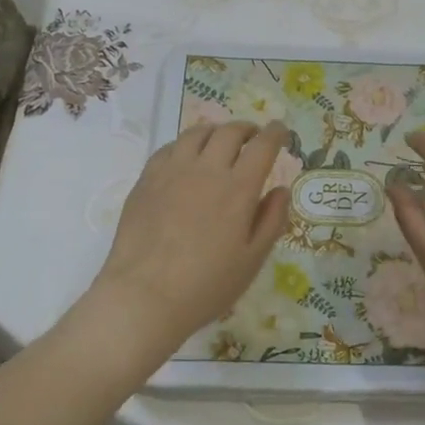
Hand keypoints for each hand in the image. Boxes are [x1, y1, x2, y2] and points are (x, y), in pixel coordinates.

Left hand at [91, 122, 292, 353]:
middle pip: (230, 132)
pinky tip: (186, 157)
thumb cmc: (206, 285)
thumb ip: (271, 221)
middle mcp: (206, 170)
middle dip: (247, 129)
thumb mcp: (252, 260)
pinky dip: (185, 145)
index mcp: (238, 189)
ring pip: (197, 133)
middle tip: (253, 137)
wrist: (144, 296)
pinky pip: (168, 148)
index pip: (262, 146)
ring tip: (220, 140)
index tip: (281, 131)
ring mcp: (172, 172)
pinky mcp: (146, 180)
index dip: (275, 133)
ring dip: (215, 131)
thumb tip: (281, 190)